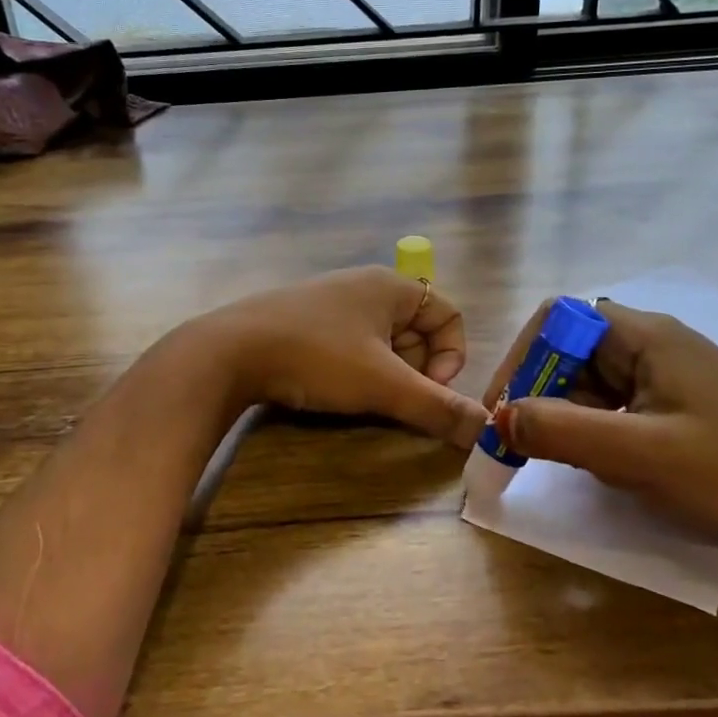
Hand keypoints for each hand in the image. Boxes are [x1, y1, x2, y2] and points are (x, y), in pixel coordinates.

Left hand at [197, 267, 488, 447]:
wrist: (228, 352)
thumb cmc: (317, 357)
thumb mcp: (383, 385)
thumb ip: (438, 407)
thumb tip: (488, 430)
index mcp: (391, 287)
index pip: (449, 315)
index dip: (451, 356)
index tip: (428, 389)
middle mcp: (364, 286)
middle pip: (416, 331)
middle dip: (415, 371)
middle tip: (392, 399)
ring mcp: (330, 303)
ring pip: (381, 343)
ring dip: (384, 375)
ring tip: (362, 399)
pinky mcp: (303, 322)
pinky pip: (349, 346)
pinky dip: (354, 371)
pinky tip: (332, 390)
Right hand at [485, 300, 717, 570]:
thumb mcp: (641, 455)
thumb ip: (562, 432)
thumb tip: (495, 419)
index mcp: (645, 335)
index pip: (557, 320)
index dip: (521, 358)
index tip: (503, 409)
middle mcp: (653, 344)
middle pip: (570, 351)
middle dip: (539, 394)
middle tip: (522, 446)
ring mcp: (668, 376)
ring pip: (591, 383)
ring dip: (566, 417)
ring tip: (564, 462)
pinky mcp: (680, 407)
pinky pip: (617, 407)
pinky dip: (596, 433)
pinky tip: (604, 468)